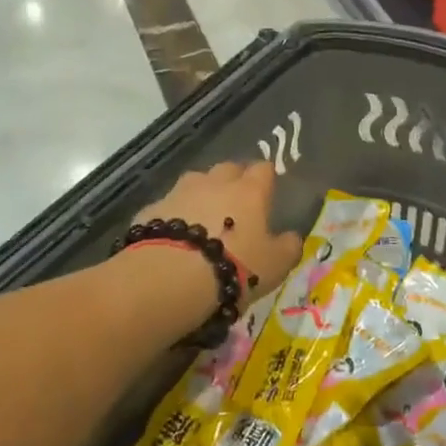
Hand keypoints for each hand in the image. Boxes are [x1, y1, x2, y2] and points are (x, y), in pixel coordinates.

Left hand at [135, 161, 300, 297]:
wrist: (170, 276)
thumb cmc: (234, 268)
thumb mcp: (275, 266)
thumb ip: (288, 247)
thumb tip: (293, 237)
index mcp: (250, 191)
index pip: (263, 169)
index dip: (266, 178)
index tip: (267, 191)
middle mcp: (216, 182)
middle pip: (228, 169)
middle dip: (233, 180)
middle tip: (236, 204)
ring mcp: (181, 191)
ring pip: (196, 181)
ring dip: (202, 193)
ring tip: (203, 218)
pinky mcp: (153, 208)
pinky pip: (169, 205)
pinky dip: (175, 214)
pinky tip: (174, 236)